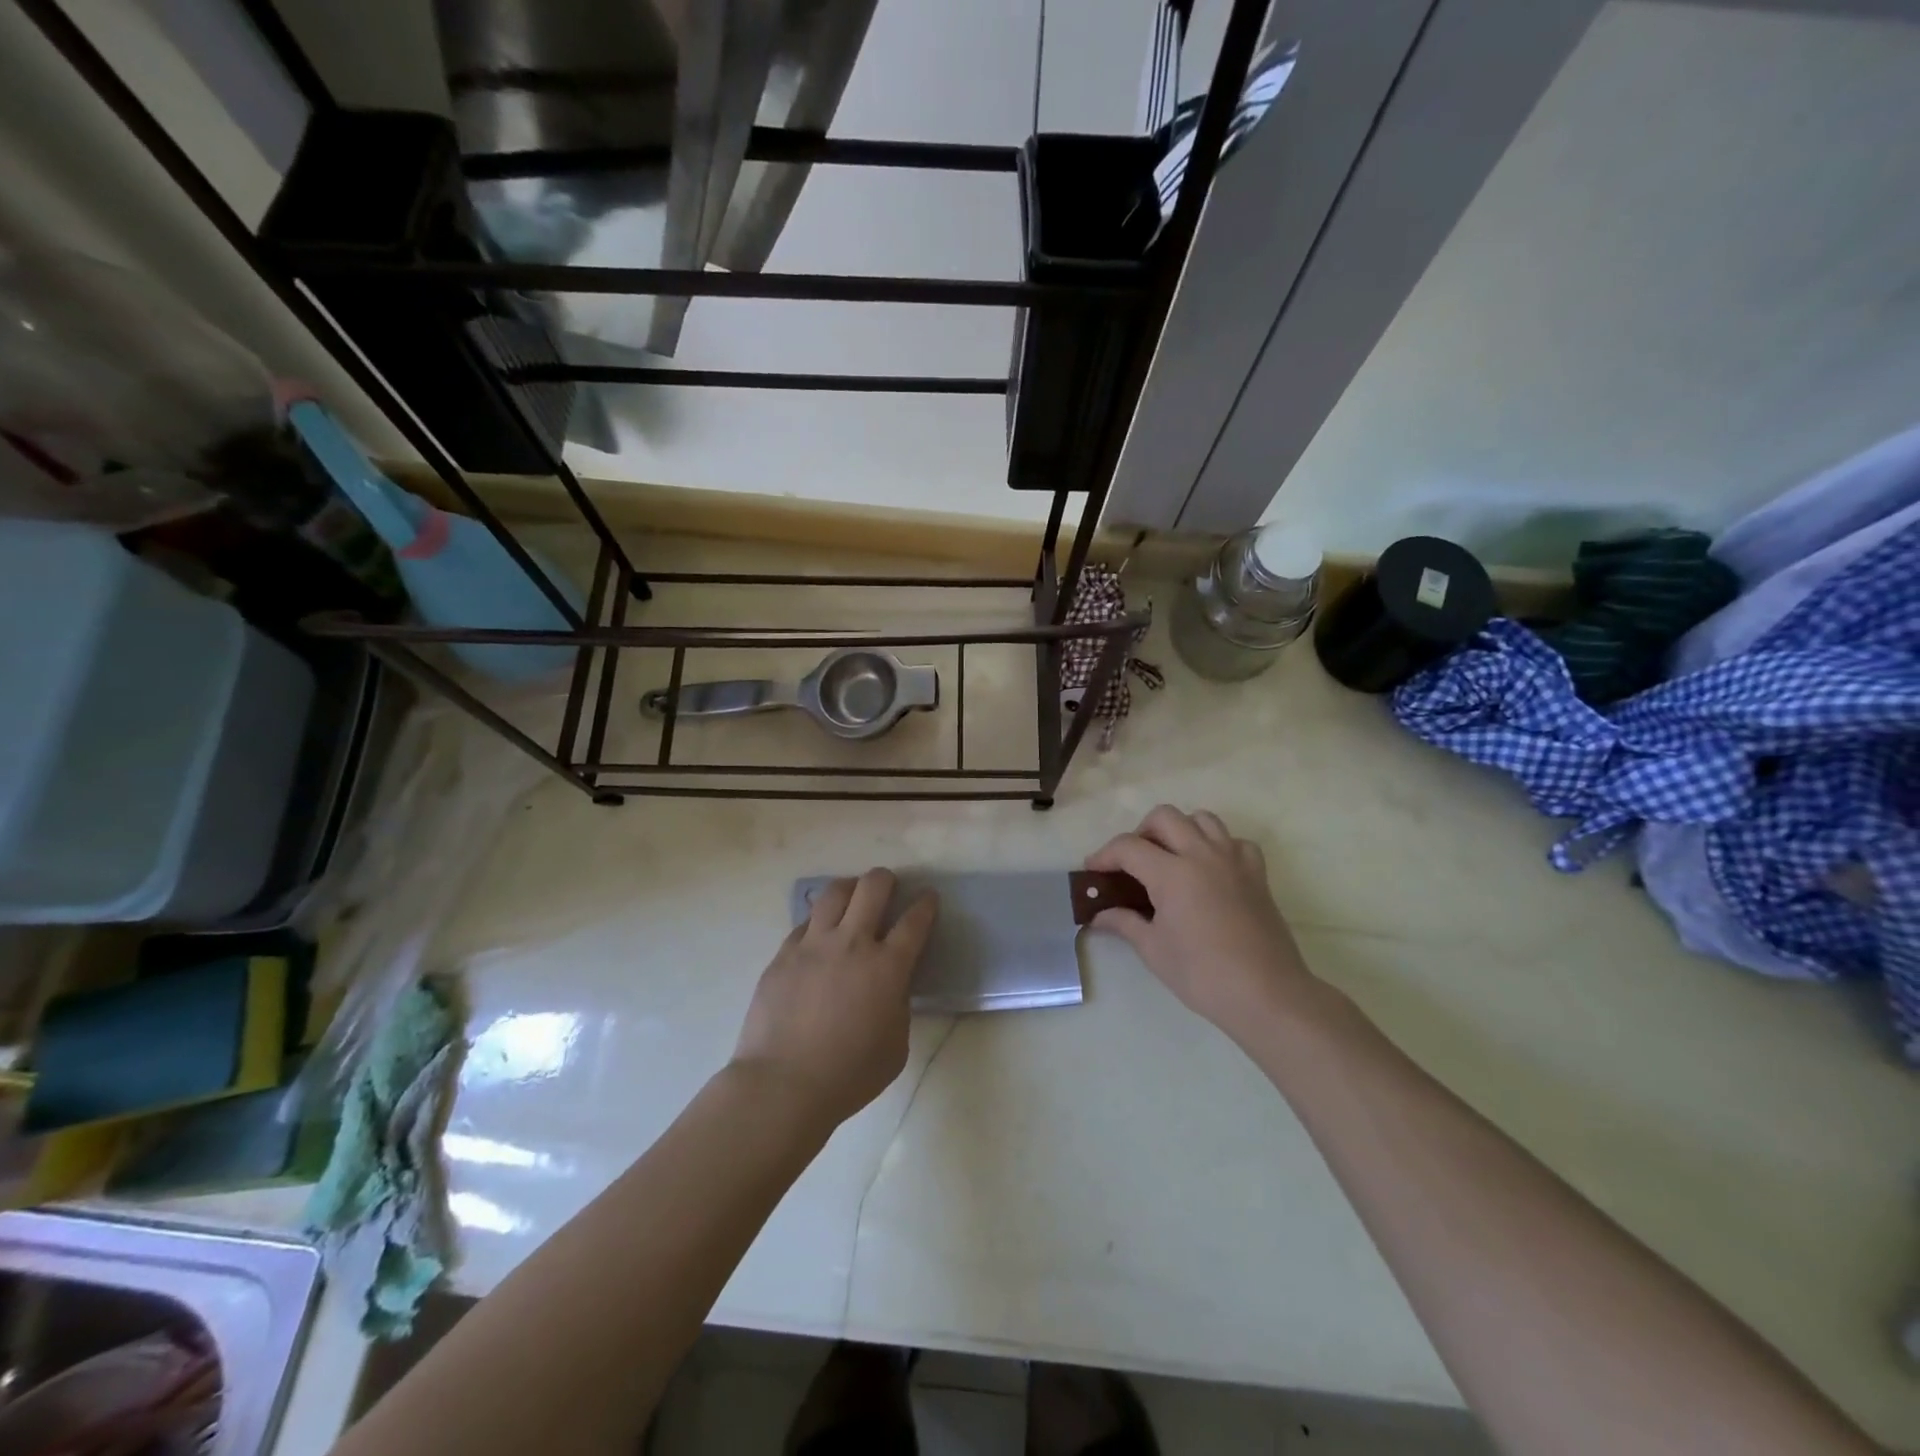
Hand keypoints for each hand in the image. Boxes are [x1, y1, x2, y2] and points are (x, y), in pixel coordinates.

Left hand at [730, 869, 937, 1126]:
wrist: (783, 1085)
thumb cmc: (849, 1075)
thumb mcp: (896, 1045)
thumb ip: (899, 1006)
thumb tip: (891, 986)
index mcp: (887, 967)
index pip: (914, 921)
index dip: (926, 905)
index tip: (928, 898)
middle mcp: (852, 943)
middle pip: (873, 887)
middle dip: (886, 880)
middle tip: (888, 887)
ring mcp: (813, 945)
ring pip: (834, 892)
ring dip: (850, 888)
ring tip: (853, 896)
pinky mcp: (783, 954)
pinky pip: (805, 923)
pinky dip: (818, 921)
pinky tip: (819, 934)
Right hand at [1087, 806, 1317, 1038]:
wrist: (1266, 994)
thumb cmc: (1203, 974)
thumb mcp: (1154, 950)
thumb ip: (1124, 923)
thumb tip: (1099, 916)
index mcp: (1172, 873)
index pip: (1128, 847)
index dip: (1104, 855)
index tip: (1093, 871)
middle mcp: (1202, 854)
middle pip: (1164, 817)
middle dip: (1140, 832)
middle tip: (1132, 862)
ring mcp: (1233, 860)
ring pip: (1202, 819)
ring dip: (1179, 830)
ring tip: (1170, 858)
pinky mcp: (1257, 873)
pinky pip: (1234, 841)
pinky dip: (1217, 845)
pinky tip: (1210, 869)